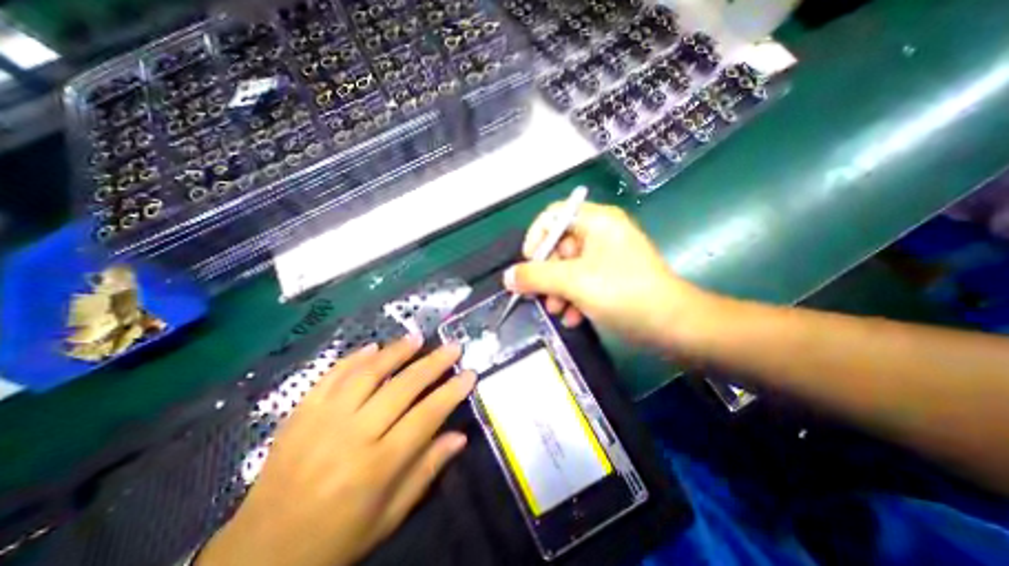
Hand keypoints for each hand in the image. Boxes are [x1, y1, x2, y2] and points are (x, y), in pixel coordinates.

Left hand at [201, 337, 477, 564]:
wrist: (258, 557)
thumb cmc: (336, 540)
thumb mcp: (389, 516)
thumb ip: (426, 471)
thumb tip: (459, 437)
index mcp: (377, 466)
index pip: (426, 416)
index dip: (452, 392)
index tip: (469, 373)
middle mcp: (352, 435)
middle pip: (402, 387)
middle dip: (433, 363)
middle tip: (452, 346)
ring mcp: (323, 420)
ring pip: (368, 373)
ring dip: (396, 351)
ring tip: (417, 337)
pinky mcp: (300, 413)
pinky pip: (331, 376)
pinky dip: (355, 358)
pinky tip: (373, 346)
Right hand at [504, 201, 715, 350]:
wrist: (673, 325)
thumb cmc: (623, 293)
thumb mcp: (573, 282)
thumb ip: (535, 277)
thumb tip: (507, 277)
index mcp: (596, 222)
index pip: (553, 216)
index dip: (536, 237)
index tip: (528, 262)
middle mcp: (601, 234)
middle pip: (558, 245)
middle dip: (547, 274)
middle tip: (539, 295)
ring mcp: (607, 257)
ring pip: (568, 268)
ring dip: (558, 291)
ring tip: (557, 311)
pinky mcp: (611, 278)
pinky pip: (582, 282)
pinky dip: (574, 298)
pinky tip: (573, 317)